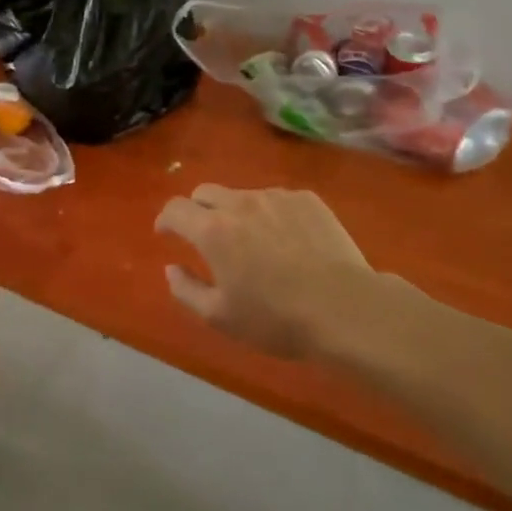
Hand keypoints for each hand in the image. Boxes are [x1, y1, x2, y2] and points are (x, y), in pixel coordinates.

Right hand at [155, 184, 384, 360]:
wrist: (345, 308)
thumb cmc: (276, 318)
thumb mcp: (220, 316)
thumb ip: (186, 290)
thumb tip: (171, 268)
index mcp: (212, 230)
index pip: (175, 209)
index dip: (166, 220)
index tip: (166, 233)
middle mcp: (240, 203)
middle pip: (205, 192)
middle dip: (197, 210)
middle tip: (206, 237)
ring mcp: (276, 197)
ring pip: (243, 195)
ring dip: (236, 213)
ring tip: (253, 243)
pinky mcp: (307, 200)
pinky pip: (277, 200)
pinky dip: (270, 215)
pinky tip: (288, 242)